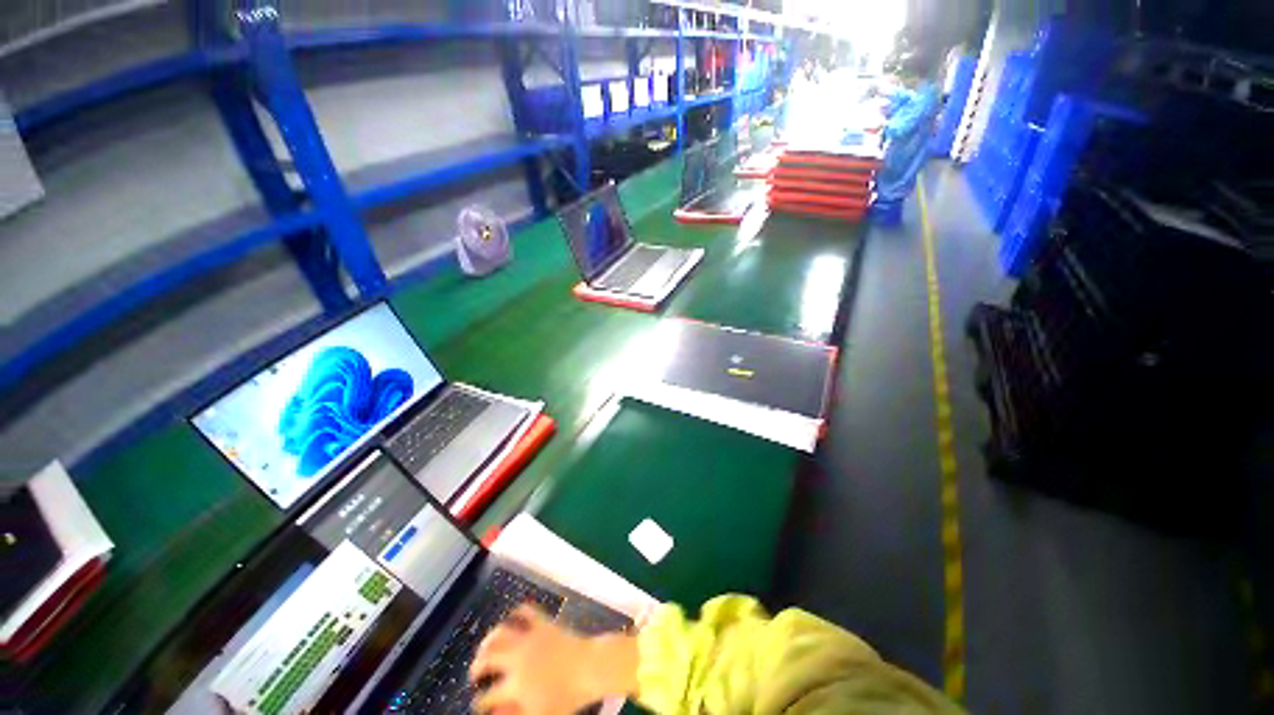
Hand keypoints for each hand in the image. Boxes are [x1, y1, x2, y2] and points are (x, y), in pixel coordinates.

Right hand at [470, 605, 638, 714]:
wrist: (590, 667)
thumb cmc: (567, 697)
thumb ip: (513, 714)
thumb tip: (494, 713)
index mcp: (515, 685)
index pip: (488, 696)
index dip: (480, 702)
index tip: (479, 704)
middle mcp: (517, 659)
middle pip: (487, 658)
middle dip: (476, 666)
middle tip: (475, 672)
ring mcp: (529, 638)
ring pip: (500, 632)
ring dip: (489, 639)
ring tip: (485, 645)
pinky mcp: (542, 623)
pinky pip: (526, 612)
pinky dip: (517, 612)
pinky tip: (512, 616)